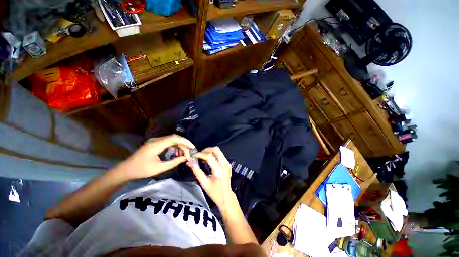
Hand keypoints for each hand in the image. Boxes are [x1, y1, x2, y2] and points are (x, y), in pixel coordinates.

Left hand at [117, 134, 195, 179]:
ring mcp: (155, 141)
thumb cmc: (141, 169)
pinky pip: (168, 142)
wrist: (126, 169)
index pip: (175, 138)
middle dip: (184, 145)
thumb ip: (173, 162)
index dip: (185, 141)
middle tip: (188, 154)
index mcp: (156, 144)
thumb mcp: (159, 168)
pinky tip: (176, 153)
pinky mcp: (155, 143)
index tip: (193, 147)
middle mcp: (156, 140)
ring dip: (179, 146)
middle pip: (174, 138)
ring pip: (172, 140)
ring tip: (183, 155)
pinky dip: (174, 147)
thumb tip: (185, 158)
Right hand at [187, 146, 233, 207]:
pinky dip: (213, 154)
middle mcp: (225, 164)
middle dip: (206, 150)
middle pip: (216, 149)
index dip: (200, 154)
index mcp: (219, 170)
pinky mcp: (228, 163)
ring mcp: (228, 163)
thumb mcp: (204, 183)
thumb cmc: (214, 192)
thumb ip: (197, 171)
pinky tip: (208, 160)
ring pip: (219, 151)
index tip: (194, 156)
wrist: (226, 196)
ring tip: (202, 158)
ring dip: (210, 152)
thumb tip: (190, 162)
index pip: (209, 156)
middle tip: (199, 155)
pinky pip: (220, 154)